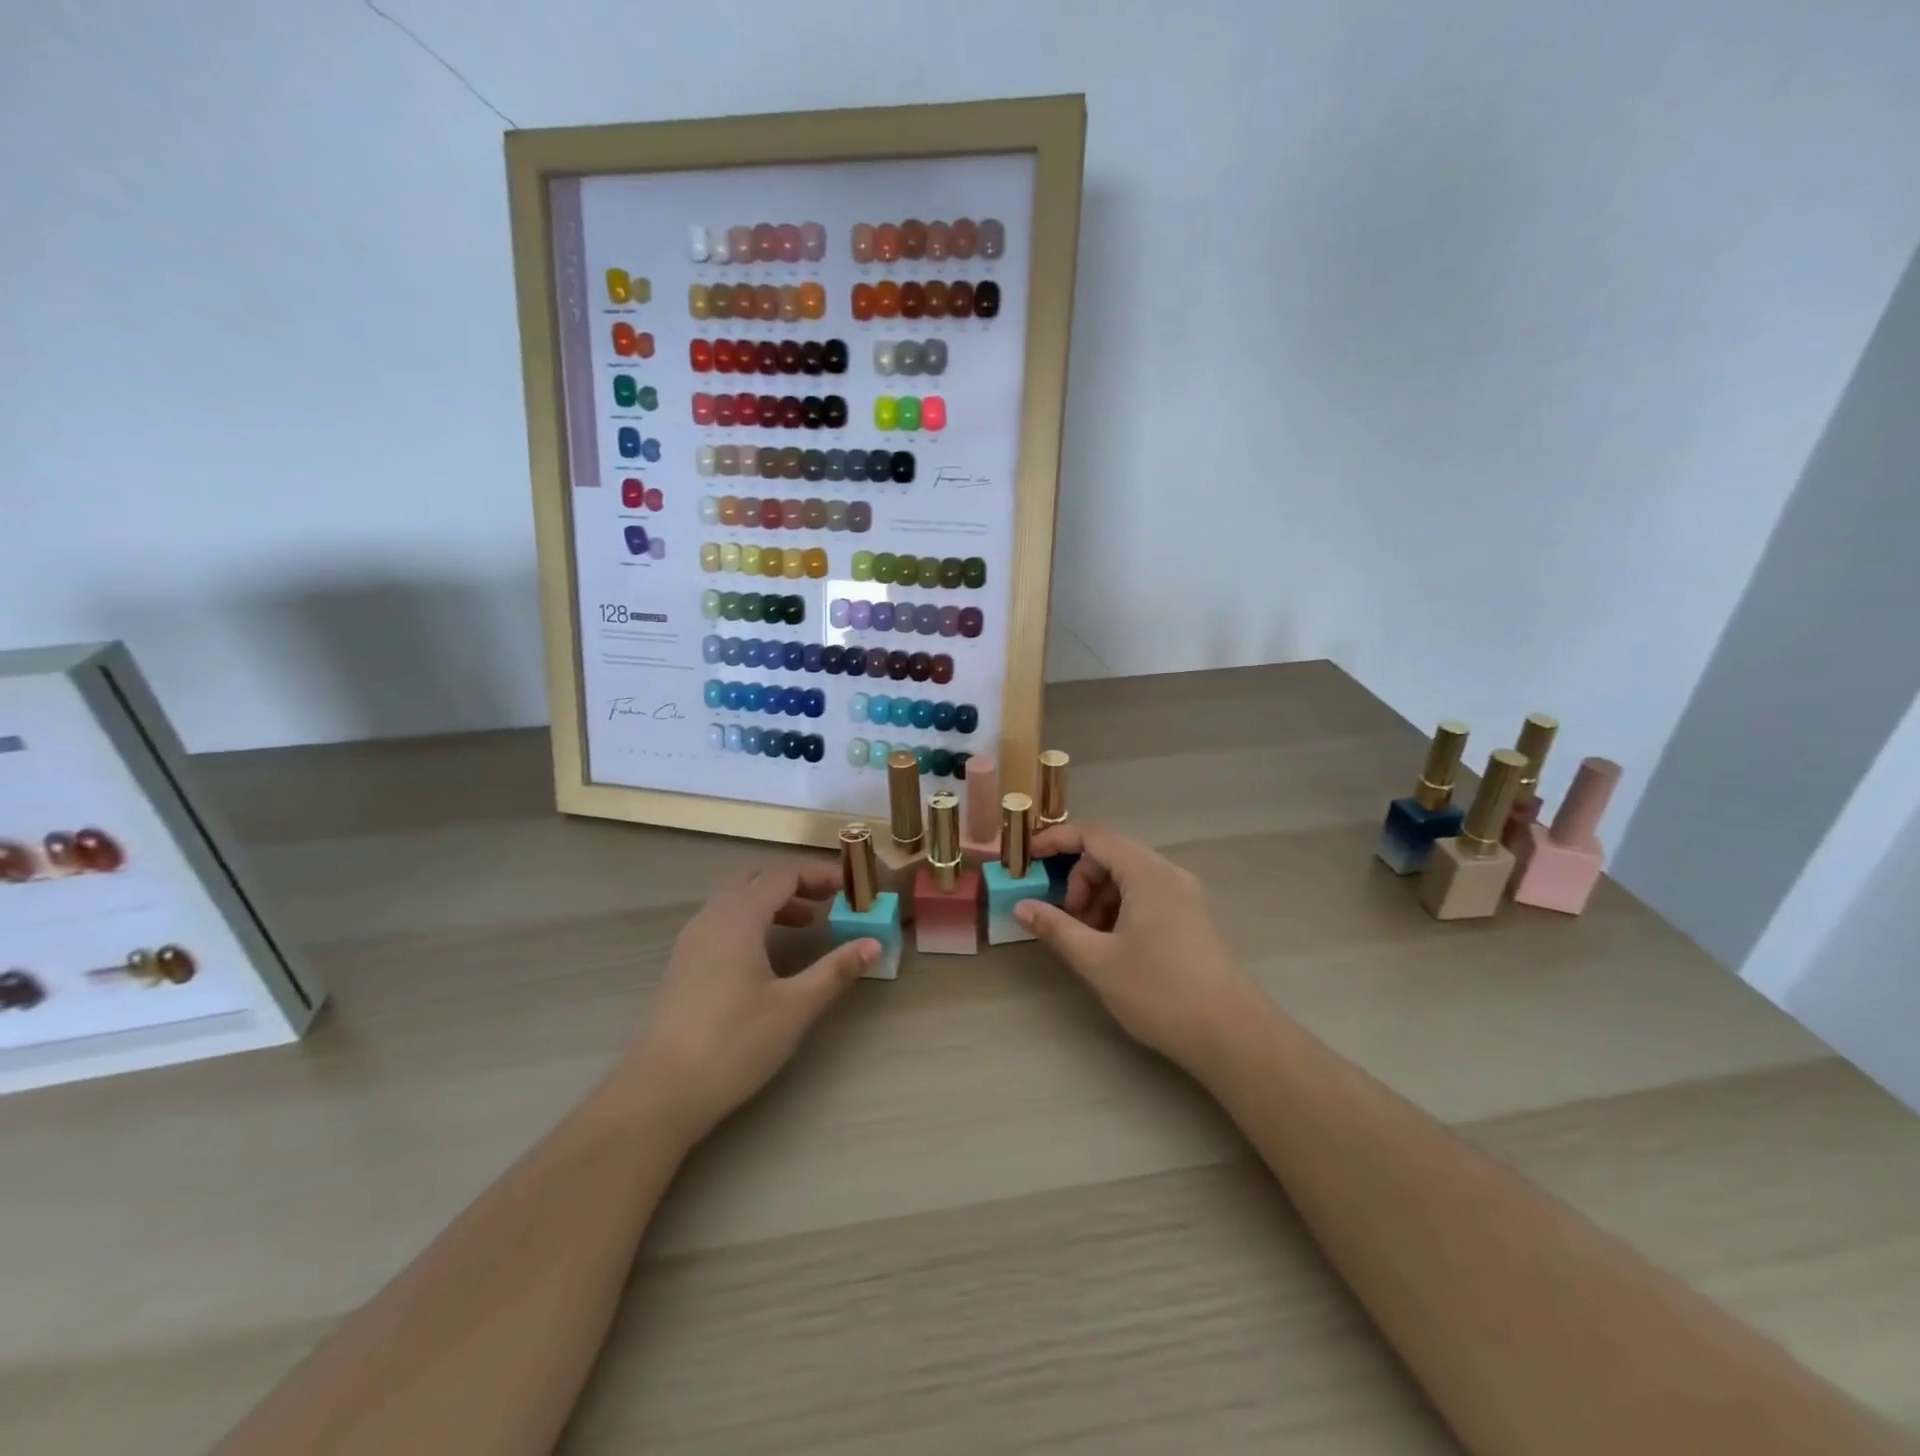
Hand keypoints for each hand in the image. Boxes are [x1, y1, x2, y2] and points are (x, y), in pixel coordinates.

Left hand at [624, 860, 876, 1142]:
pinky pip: (722, 922)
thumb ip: (835, 970)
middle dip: (794, 884)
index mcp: (738, 917)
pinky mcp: (683, 965)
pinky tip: (767, 956)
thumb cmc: (733, 1043)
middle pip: (755, 879)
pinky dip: (752, 921)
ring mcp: (692, 941)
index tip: (850, 888)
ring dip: (772, 903)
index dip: (819, 875)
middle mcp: (711, 918)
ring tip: (806, 926)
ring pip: (735, 901)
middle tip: (828, 902)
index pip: (783, 875)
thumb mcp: (795, 1007)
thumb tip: (874, 944)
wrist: (660, 1092)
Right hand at [1016, 824, 1259, 1070]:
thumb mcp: (1097, 960)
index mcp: (1146, 874)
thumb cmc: (1159, 991)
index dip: (1056, 840)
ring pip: (1127, 875)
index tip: (1028, 858)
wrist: (1230, 1033)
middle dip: (1078, 878)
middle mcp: (1167, 873)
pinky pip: (1144, 893)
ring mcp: (1183, 894)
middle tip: (1065, 917)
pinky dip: (1119, 907)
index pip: (1094, 835)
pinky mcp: (1190, 916)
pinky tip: (1112, 943)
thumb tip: (1020, 906)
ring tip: (1087, 937)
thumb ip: (1056, 928)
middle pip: (1110, 853)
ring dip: (1098, 895)